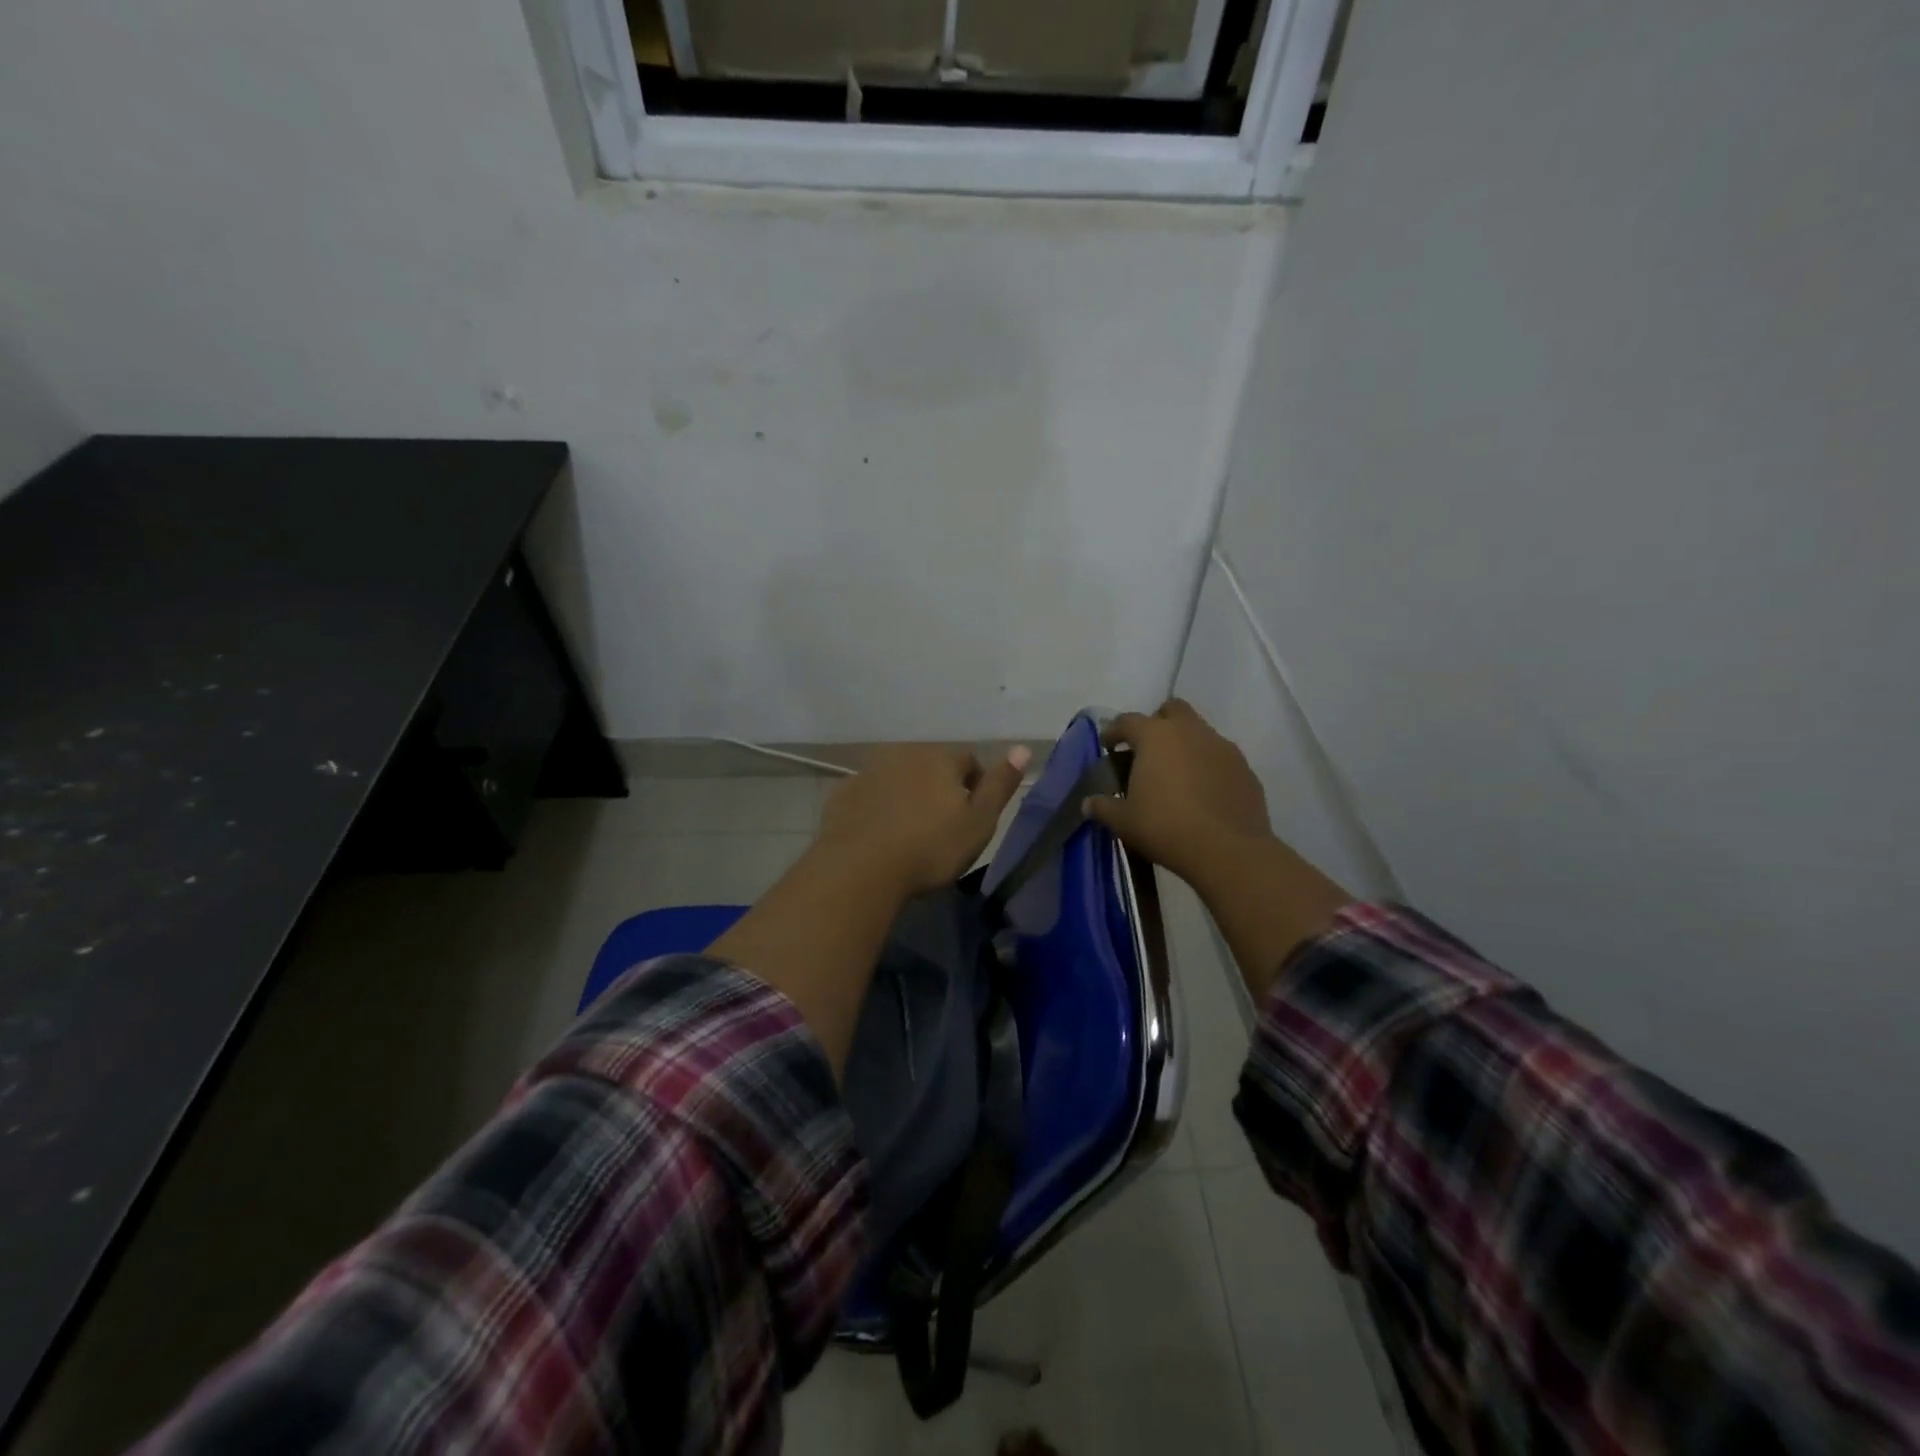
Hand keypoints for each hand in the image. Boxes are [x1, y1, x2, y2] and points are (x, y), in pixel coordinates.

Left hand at [817, 744, 1030, 896]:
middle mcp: (904, 753)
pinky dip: (877, 807)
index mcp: (940, 758)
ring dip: (906, 795)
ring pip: (897, 777)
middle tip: (941, 827)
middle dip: (938, 788)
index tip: (971, 818)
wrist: (860, 868)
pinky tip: (878, 835)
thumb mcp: (979, 822)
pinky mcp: (843, 792)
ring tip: (908, 832)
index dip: (975, 787)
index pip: (969, 762)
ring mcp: (869, 770)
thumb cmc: (930, 848)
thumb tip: (1023, 748)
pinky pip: (869, 794)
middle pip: (931, 765)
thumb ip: (1000, 784)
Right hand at [1084, 699, 1273, 883]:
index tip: (1108, 745)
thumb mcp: (1124, 821)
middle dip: (1157, 723)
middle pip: (1171, 710)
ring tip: (1175, 776)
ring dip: (1185, 744)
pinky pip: (1220, 757)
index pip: (1127, 721)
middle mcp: (1190, 731)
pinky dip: (1208, 766)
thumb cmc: (1165, 827)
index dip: (1114, 731)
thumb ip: (1103, 807)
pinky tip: (1202, 792)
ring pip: (1199, 731)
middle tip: (1147, 751)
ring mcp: (1222, 747)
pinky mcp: (1244, 768)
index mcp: (1155, 736)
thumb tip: (1088, 803)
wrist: (1228, 850)